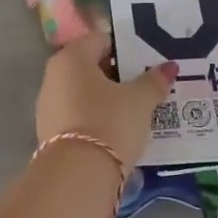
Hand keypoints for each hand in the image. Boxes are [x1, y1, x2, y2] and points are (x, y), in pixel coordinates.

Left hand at [35, 35, 175, 171]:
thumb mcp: (140, 100)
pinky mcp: (50, 134)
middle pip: (91, 67)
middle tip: (146, 86)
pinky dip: (96, 119)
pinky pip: (79, 116)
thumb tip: (169, 67)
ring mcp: (48, 106)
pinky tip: (117, 131)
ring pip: (84, 93)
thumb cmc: (110, 122)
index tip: (147, 63)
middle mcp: (54, 76)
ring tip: (136, 111)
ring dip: (107, 99)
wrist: (78, 177)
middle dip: (118, 75)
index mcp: (72, 58)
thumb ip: (154, 81)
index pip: (101, 40)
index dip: (126, 49)